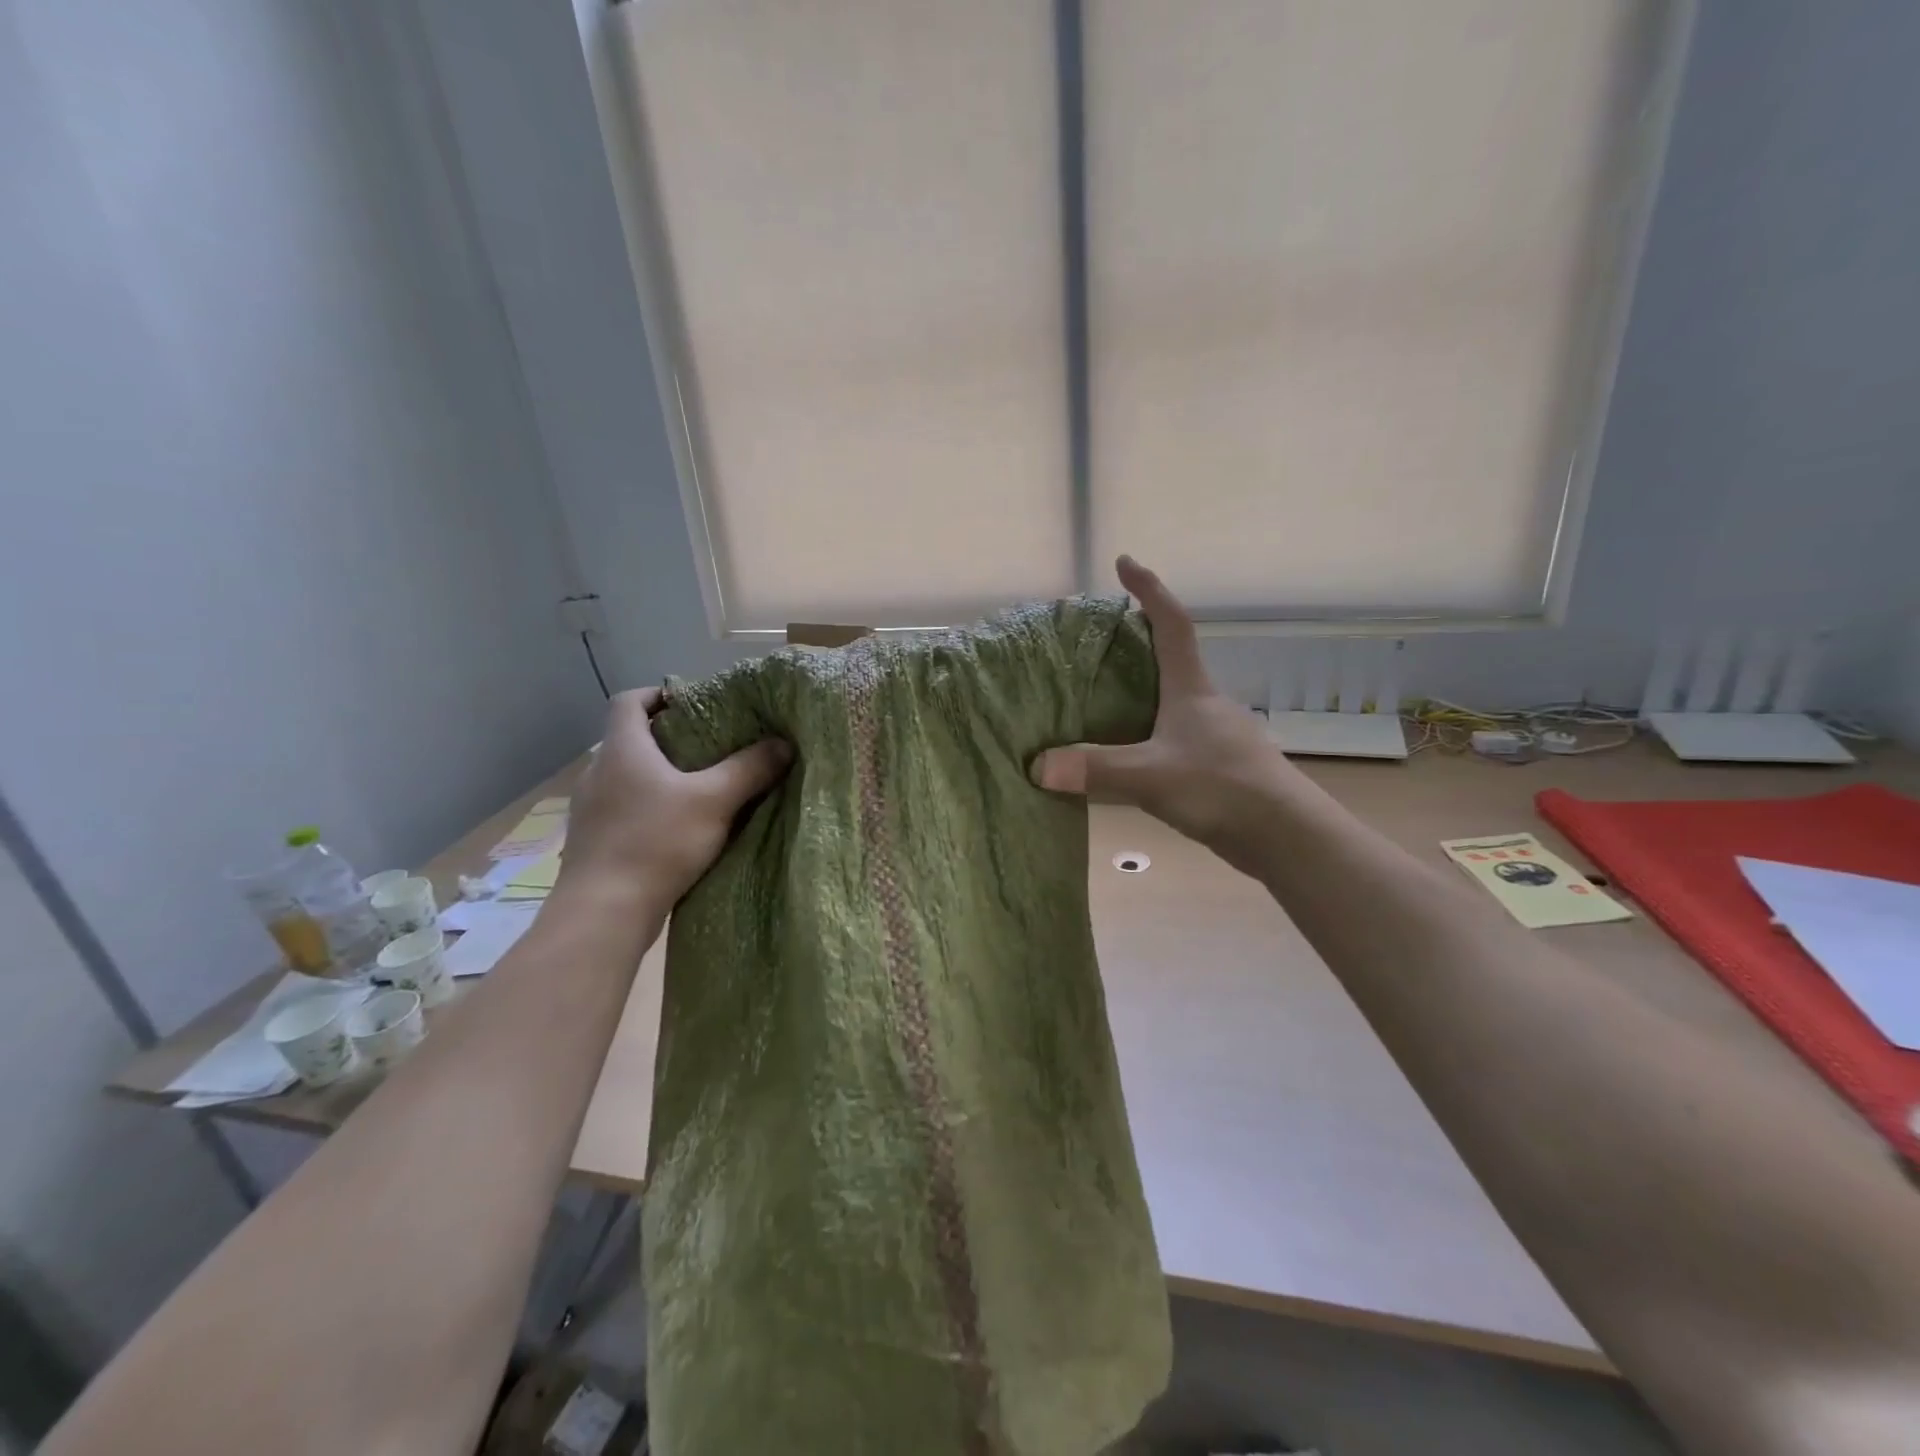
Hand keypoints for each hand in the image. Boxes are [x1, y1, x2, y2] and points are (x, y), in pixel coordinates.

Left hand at [563, 687, 791, 902]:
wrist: (604, 912)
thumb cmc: (657, 842)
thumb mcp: (715, 801)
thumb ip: (750, 768)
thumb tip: (783, 743)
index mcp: (622, 749)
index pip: (629, 701)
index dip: (658, 694)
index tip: (691, 704)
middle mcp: (598, 772)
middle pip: (630, 739)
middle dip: (669, 739)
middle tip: (709, 747)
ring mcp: (589, 809)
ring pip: (627, 777)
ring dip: (658, 776)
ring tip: (698, 789)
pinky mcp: (591, 841)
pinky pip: (622, 809)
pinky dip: (647, 808)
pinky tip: (674, 829)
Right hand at [1030, 556, 1302, 868]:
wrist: (1287, 836)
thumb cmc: (1222, 788)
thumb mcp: (1151, 776)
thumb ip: (1095, 769)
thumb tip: (1036, 765)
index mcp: (1192, 690)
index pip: (1172, 624)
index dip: (1150, 589)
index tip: (1125, 562)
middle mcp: (1206, 704)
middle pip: (1171, 661)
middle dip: (1138, 646)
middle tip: (1095, 648)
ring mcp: (1217, 736)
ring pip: (1173, 704)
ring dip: (1142, 696)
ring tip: (1101, 706)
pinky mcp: (1221, 766)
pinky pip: (1176, 738)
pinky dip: (1149, 736)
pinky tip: (1131, 759)